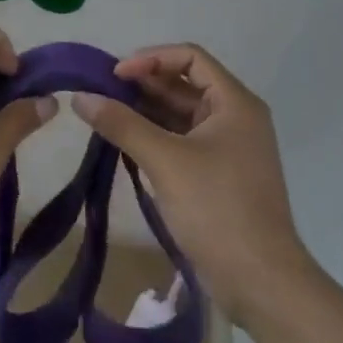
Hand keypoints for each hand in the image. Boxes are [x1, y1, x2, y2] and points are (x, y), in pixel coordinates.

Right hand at [72, 44, 310, 322]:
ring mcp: (229, 148)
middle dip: (143, 85)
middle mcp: (235, 117)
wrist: (262, 285)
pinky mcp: (219, 175)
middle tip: (102, 93)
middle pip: (184, 83)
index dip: (151, 59)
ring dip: (146, 111)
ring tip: (107, 115)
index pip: (190, 57)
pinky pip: (183, 140)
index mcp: (234, 103)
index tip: (115, 75)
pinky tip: (126, 143)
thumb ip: (121, 124)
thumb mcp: (165, 161)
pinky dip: (155, 136)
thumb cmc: (218, 210)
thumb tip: (79, 97)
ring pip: (181, 114)